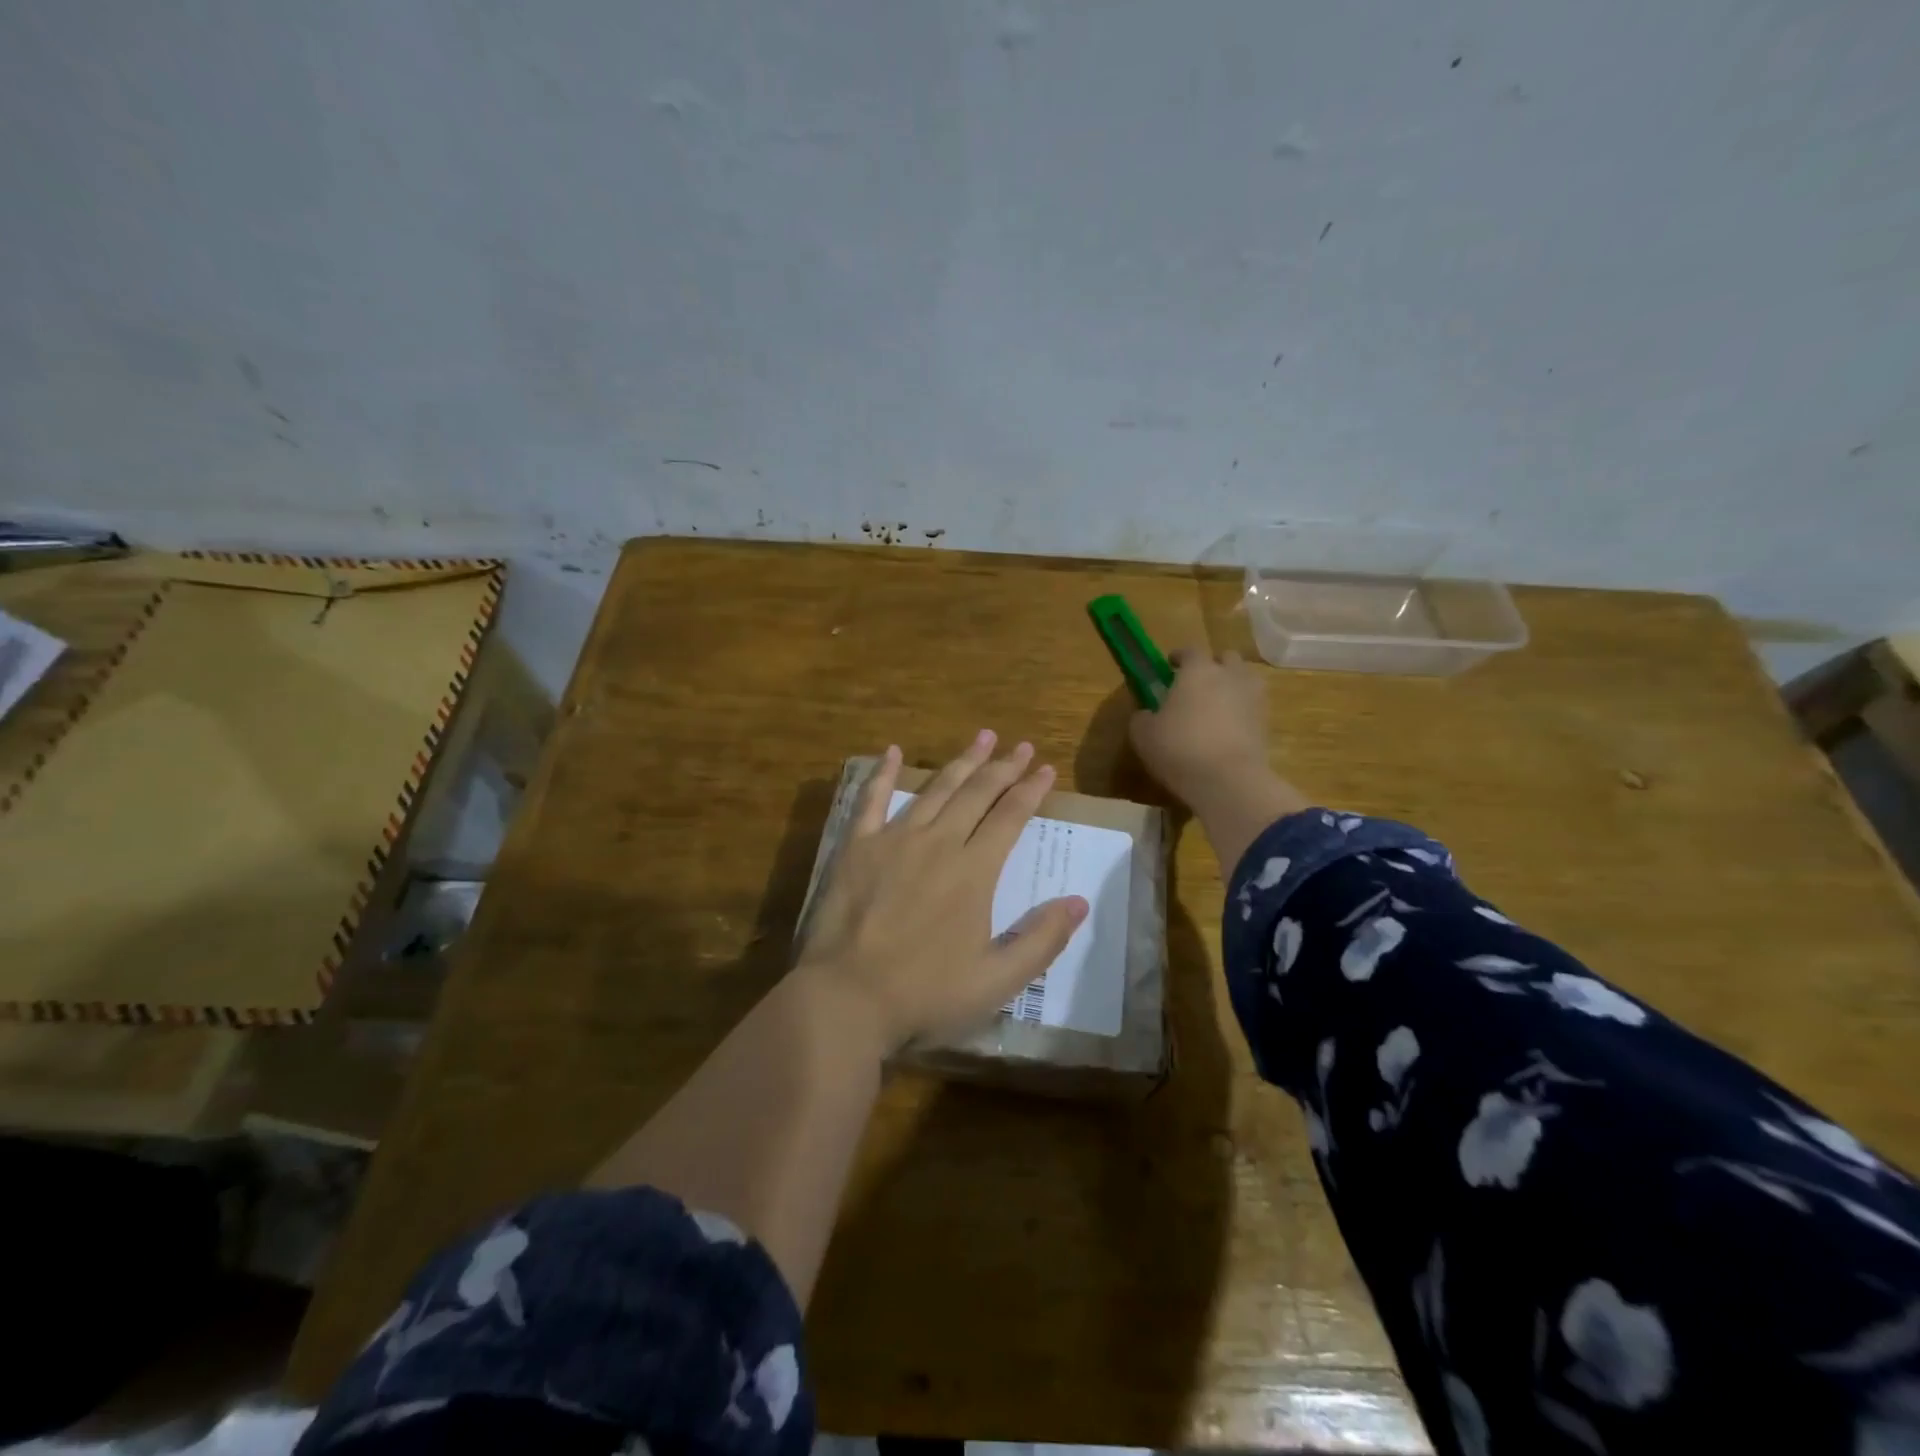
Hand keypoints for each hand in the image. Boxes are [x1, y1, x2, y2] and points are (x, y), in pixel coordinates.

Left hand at [796, 731, 1088, 1051]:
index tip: (1045, 768)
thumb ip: (1041, 940)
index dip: (1031, 790)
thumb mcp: (996, 981)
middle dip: (1002, 767)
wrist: (846, 999)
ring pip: (935, 789)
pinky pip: (870, 799)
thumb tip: (1079, 902)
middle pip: (977, 794)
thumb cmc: (924, 995)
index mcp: (973, 871)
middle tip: (1020, 745)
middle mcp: (938, 843)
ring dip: (961, 762)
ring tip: (982, 738)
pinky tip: (894, 750)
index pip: (1010, 818)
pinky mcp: (856, 846)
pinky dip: (884, 773)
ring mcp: (893, 840)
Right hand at [1129, 646, 1275, 810]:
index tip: (1170, 665)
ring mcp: (1254, 697)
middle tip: (1197, 684)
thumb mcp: (1143, 734)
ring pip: (1245, 680)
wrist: (1228, 780)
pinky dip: (1242, 711)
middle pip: (1226, 658)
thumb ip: (1142, 717)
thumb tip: (1146, 714)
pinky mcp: (1267, 722)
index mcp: (1198, 670)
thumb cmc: (1179, 748)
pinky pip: (1253, 706)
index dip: (1179, 656)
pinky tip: (1228, 728)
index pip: (1190, 650)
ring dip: (1232, 686)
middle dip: (1213, 666)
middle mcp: (1230, 675)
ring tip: (1216, 705)